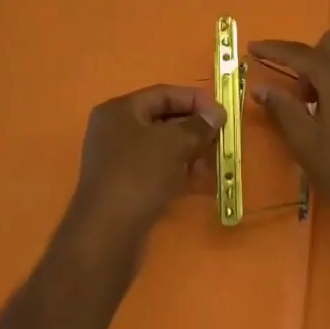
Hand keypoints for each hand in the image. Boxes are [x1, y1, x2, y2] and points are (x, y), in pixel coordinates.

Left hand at [65, 84, 224, 260]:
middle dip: (194, 128)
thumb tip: (217, 113)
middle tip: (222, 137)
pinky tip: (200, 181)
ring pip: (161, 147)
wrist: (107, 234)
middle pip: (162, 119)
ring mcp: (117, 160)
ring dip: (190, 151)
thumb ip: (198, 125)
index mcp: (119, 110)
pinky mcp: (124, 186)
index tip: (222, 112)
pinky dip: (178, 171)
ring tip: (215, 161)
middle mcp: (114, 130)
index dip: (194, 100)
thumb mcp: (173, 144)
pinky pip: (156, 169)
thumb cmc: (138, 176)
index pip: (162, 94)